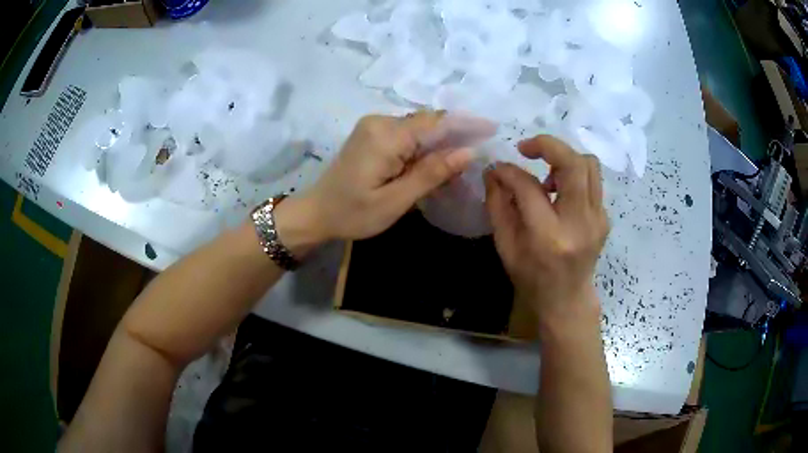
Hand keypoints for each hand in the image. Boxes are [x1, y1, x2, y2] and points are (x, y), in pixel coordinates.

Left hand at [303, 112, 473, 240]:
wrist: (316, 213)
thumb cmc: (353, 213)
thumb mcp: (396, 200)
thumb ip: (432, 173)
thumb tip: (469, 151)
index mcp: (386, 136)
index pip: (435, 122)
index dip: (466, 124)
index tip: (492, 129)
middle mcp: (380, 121)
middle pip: (428, 122)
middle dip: (455, 135)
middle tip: (479, 153)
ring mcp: (374, 126)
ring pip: (419, 128)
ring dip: (440, 143)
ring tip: (461, 161)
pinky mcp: (372, 134)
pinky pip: (406, 134)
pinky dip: (424, 147)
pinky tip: (435, 163)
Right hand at [485, 136, 608, 334]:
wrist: (566, 298)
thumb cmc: (530, 277)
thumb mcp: (505, 245)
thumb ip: (498, 205)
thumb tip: (494, 170)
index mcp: (549, 237)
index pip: (530, 187)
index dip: (510, 171)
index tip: (499, 167)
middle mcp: (580, 223)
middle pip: (574, 163)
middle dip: (547, 145)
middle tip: (526, 149)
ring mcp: (598, 219)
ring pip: (589, 165)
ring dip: (563, 158)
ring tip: (545, 173)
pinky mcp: (604, 217)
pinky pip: (592, 180)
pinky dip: (573, 174)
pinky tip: (558, 191)